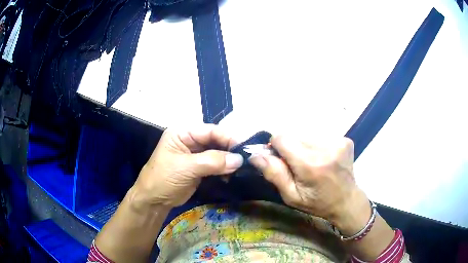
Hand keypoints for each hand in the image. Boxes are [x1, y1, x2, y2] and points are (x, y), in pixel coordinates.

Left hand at [132, 124, 242, 207]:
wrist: (154, 200)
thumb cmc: (164, 179)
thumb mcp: (186, 168)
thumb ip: (212, 161)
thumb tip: (238, 159)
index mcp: (182, 133)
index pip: (210, 130)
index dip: (227, 138)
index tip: (243, 148)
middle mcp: (189, 140)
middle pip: (215, 140)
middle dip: (229, 150)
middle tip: (245, 159)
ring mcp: (195, 154)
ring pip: (217, 153)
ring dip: (228, 161)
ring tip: (240, 169)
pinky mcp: (199, 167)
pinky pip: (216, 164)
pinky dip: (224, 169)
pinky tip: (230, 175)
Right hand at [249, 136, 370, 233]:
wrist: (347, 201)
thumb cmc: (317, 203)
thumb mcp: (292, 196)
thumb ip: (274, 174)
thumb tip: (255, 155)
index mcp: (310, 164)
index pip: (282, 138)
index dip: (276, 147)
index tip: (280, 160)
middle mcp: (326, 148)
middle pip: (294, 135)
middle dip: (291, 148)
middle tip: (298, 166)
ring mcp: (338, 142)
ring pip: (307, 135)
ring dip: (304, 147)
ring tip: (312, 164)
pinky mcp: (345, 140)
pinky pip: (320, 136)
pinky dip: (317, 146)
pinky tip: (323, 160)